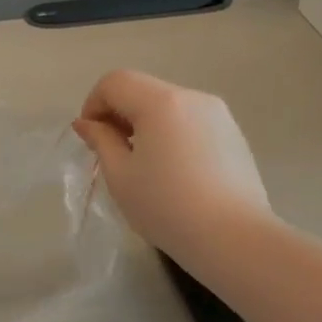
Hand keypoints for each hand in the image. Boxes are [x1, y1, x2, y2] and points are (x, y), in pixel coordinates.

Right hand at [71, 70, 271, 262]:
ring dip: (146, 124)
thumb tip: (86, 123)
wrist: (234, 239)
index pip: (115, 82)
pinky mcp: (234, 134)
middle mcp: (192, 97)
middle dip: (119, 114)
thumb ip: (100, 140)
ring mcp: (218, 114)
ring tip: (144, 164)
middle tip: (112, 153)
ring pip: (168, 105)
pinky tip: (175, 172)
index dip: (93, 104)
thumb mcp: (120, 175)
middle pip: (143, 90)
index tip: (91, 139)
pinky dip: (172, 134)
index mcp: (161, 102)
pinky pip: (191, 122)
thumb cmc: (167, 207)